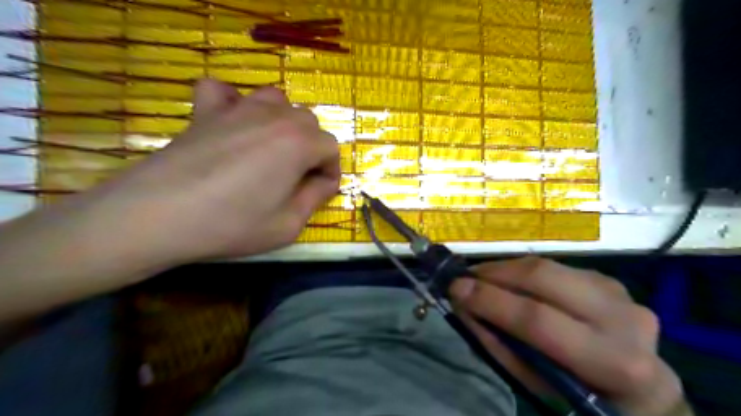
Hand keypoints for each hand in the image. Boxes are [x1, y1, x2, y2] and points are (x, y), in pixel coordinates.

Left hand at [89, 80, 339, 264]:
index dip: (330, 170)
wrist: (159, 216)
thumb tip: (325, 182)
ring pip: (276, 100)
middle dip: (311, 148)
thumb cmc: (232, 224)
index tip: (320, 190)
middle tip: (296, 176)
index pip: (331, 148)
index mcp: (298, 143)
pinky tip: (232, 122)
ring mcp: (237, 109)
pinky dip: (233, 102)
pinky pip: (224, 91)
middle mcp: (274, 117)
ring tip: (272, 148)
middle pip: (308, 122)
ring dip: (282, 122)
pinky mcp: (205, 111)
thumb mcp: (288, 225)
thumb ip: (315, 198)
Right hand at [452, 259, 689, 413]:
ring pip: (547, 266)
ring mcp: (619, 292)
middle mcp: (623, 318)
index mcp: (612, 361)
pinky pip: (554, 266)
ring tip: (481, 277)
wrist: (639, 389)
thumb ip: (496, 342)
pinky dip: (524, 271)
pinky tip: (509, 280)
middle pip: (544, 278)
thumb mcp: (536, 384)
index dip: (491, 301)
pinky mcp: (607, 279)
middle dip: (495, 273)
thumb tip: (462, 304)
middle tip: (465, 277)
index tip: (455, 289)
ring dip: (506, 269)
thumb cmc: (579, 394)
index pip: (538, 320)